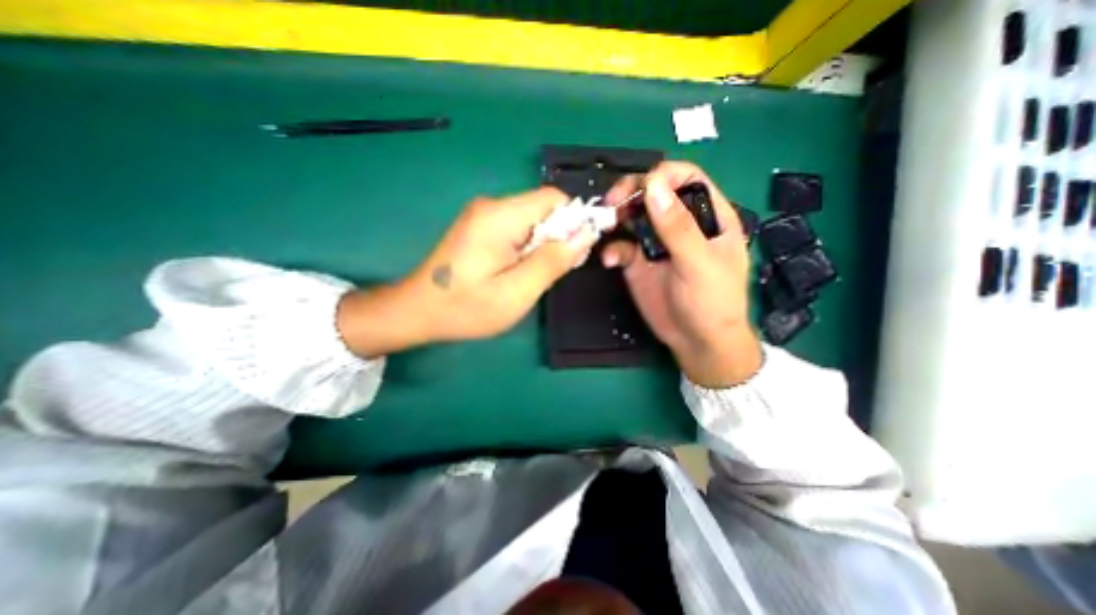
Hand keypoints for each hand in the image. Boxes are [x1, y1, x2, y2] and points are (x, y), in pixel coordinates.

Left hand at [338, 185, 595, 354]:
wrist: (418, 311)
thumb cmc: (467, 307)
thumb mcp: (517, 292)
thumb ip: (552, 261)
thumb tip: (585, 234)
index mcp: (500, 216)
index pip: (553, 199)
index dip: (574, 221)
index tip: (576, 253)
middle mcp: (491, 206)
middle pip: (543, 208)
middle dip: (558, 236)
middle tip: (552, 272)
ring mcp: (483, 215)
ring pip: (532, 219)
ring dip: (543, 244)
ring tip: (533, 276)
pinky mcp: (480, 227)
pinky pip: (517, 228)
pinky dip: (528, 246)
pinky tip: (519, 270)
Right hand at [599, 160, 763, 387]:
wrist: (697, 341)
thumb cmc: (712, 301)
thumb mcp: (699, 263)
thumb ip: (677, 226)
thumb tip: (653, 184)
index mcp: (707, 215)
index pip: (685, 178)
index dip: (662, 176)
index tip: (640, 188)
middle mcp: (679, 223)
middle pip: (653, 192)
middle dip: (630, 193)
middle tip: (612, 205)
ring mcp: (656, 243)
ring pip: (632, 216)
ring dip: (616, 218)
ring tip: (606, 227)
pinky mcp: (638, 261)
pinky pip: (621, 246)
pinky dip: (612, 249)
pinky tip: (610, 261)